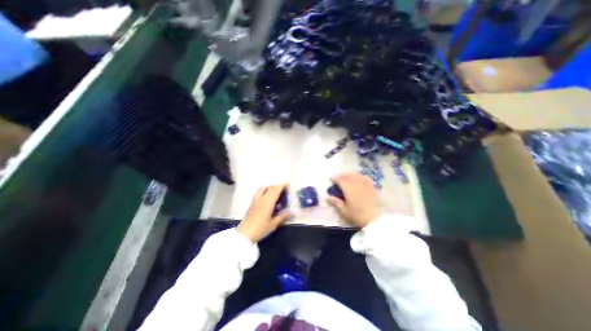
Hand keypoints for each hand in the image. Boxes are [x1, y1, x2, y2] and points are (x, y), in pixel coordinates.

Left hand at [237, 184, 289, 242]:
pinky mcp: (252, 202)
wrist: (245, 233)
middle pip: (270, 188)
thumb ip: (282, 216)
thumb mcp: (273, 224)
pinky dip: (264, 189)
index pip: (276, 190)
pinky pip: (259, 192)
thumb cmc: (260, 229)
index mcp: (268, 203)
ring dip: (270, 187)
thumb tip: (289, 211)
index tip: (287, 183)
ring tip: (275, 190)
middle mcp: (262, 199)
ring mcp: (256, 200)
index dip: (282, 185)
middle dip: (277, 186)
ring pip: (263, 188)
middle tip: (284, 188)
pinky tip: (266, 194)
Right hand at [325, 173, 380, 227]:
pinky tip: (359, 178)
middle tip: (338, 178)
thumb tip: (327, 198)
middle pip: (348, 176)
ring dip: (350, 175)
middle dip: (342, 176)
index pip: (340, 180)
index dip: (335, 179)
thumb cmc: (357, 215)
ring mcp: (365, 185)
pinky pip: (365, 178)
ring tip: (347, 177)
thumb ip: (336, 203)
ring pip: (356, 175)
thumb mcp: (344, 211)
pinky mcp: (372, 187)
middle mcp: (356, 184)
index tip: (331, 179)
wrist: (374, 220)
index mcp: (348, 189)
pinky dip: (360, 176)